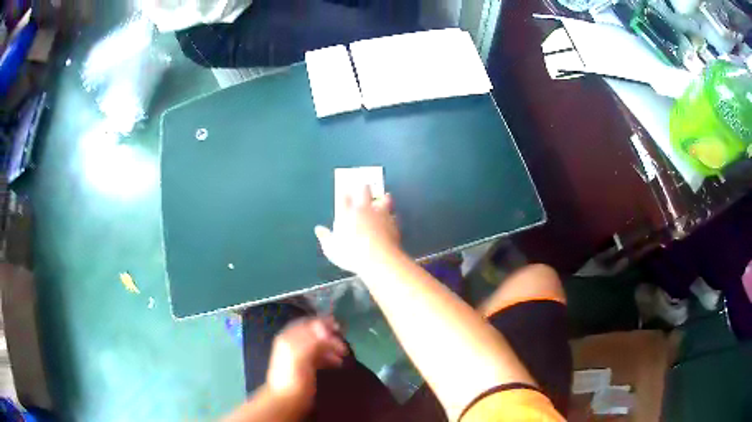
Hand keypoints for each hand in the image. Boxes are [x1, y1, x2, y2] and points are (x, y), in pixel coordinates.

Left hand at [266, 317, 347, 405]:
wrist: (287, 401)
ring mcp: (297, 356)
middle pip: (313, 334)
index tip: (339, 327)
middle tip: (343, 343)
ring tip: (343, 355)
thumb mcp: (301, 356)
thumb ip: (312, 341)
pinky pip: (318, 356)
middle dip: (329, 337)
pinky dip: (328, 357)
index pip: (307, 323)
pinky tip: (337, 363)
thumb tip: (325, 328)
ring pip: (317, 345)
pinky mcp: (304, 367)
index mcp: (288, 338)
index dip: (322, 323)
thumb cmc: (293, 378)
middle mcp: (291, 344)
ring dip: (331, 347)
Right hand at [315, 185, 400, 273]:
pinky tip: (393, 218)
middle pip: (364, 190)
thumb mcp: (332, 249)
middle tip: (364, 185)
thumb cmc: (351, 254)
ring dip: (384, 198)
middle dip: (364, 187)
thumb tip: (319, 230)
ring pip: (384, 199)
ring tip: (384, 196)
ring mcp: (380, 214)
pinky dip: (393, 216)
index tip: (344, 191)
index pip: (343, 196)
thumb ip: (325, 237)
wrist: (378, 259)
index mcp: (346, 213)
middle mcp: (364, 209)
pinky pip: (394, 215)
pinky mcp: (393, 223)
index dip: (344, 192)